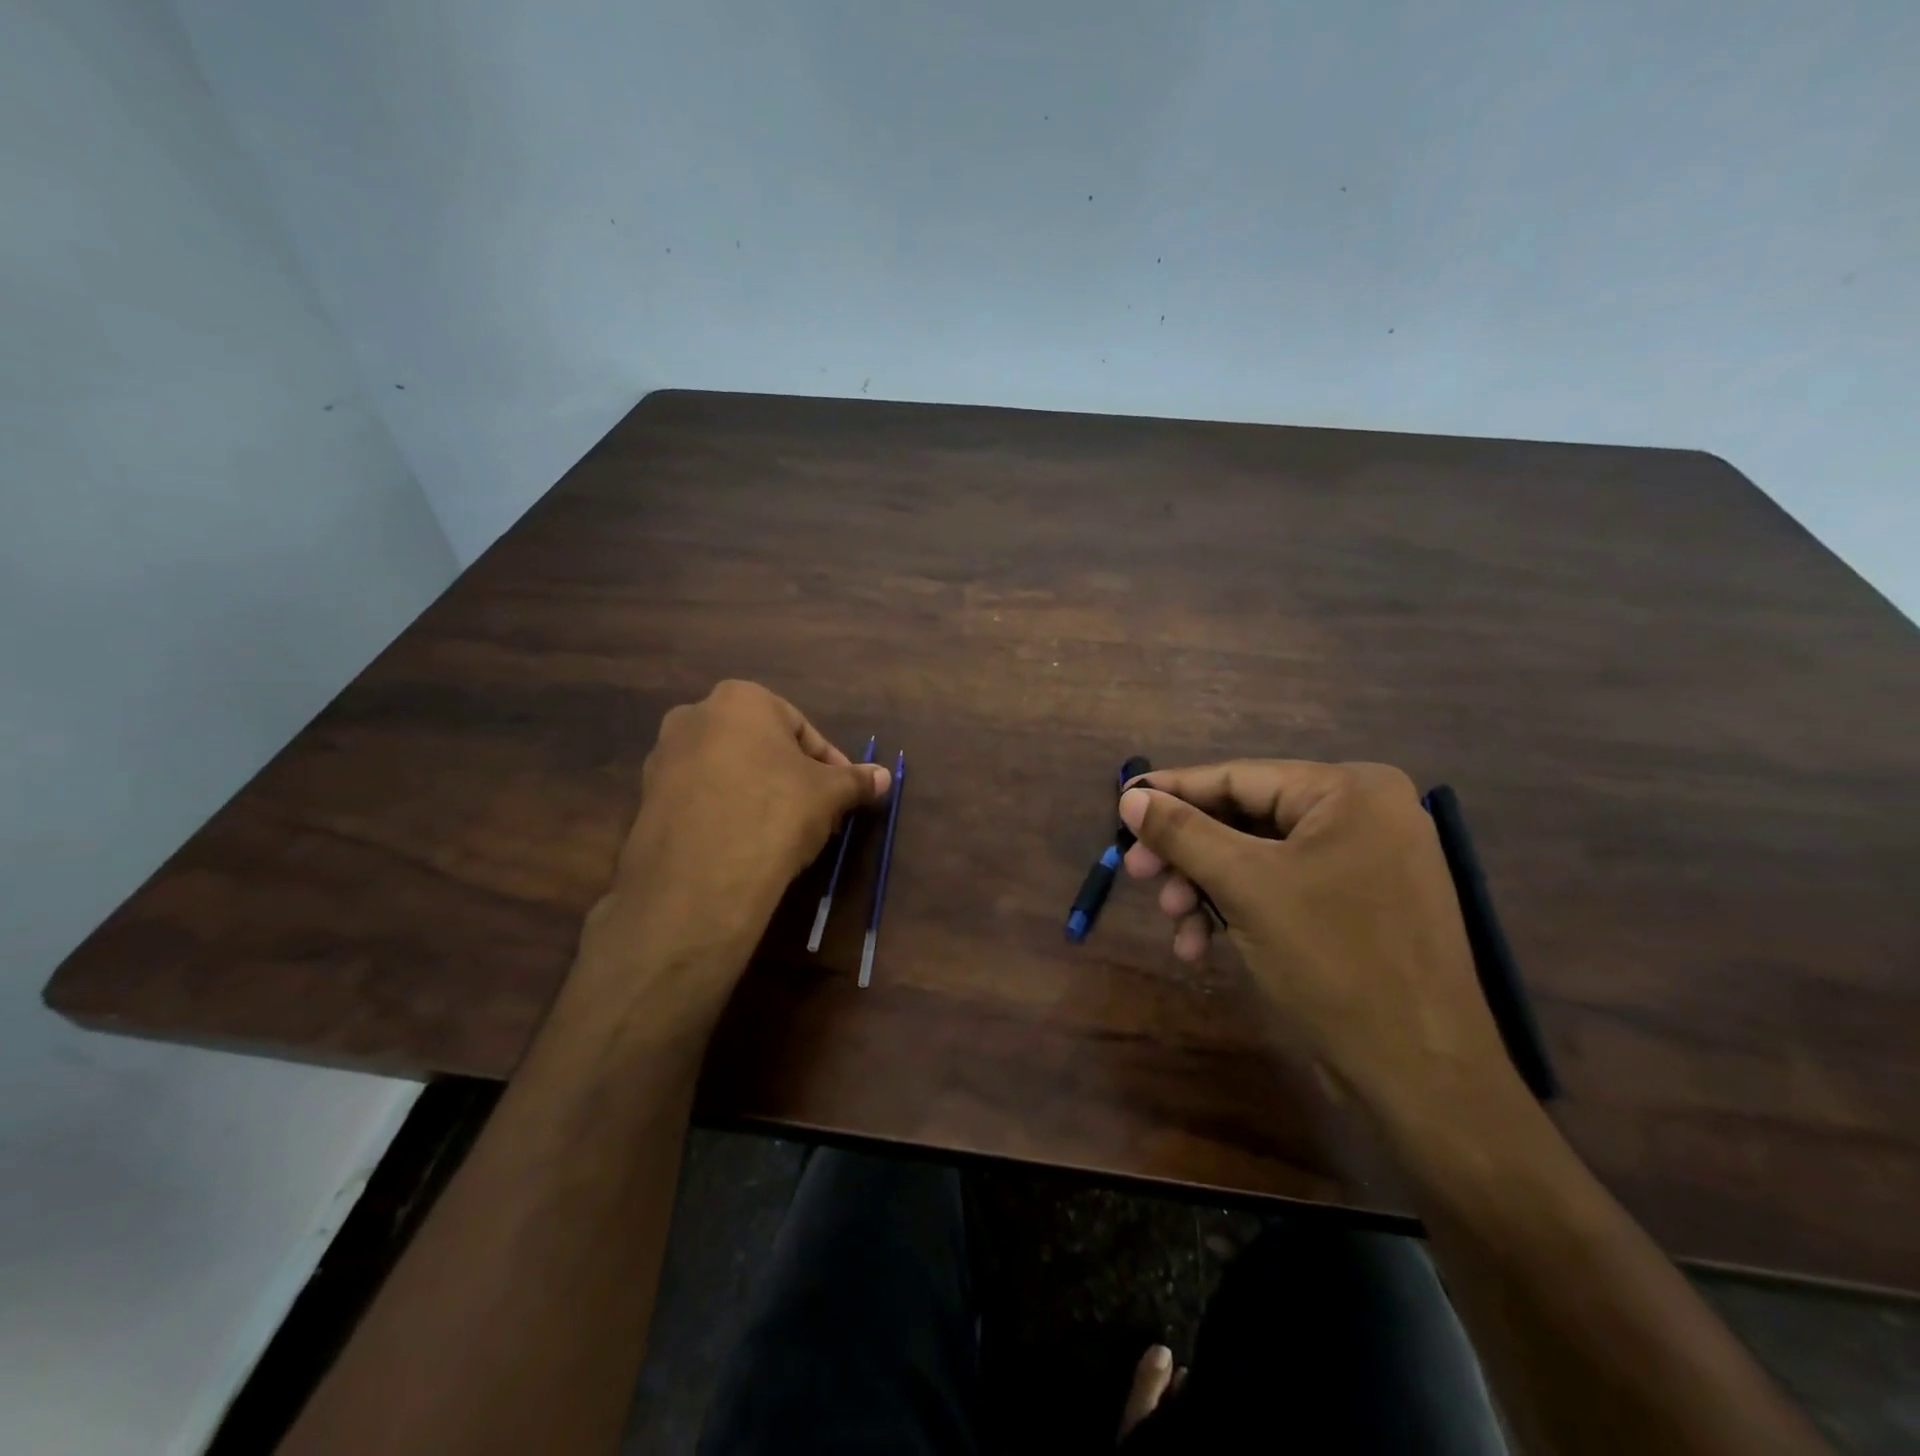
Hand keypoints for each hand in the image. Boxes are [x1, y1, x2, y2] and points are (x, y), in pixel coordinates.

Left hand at [582, 682, 889, 985]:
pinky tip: (748, 845)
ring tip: (786, 834)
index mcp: (740, 699)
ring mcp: (664, 758)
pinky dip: (728, 812)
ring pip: (730, 772)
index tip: (844, 794)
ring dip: (761, 794)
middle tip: (819, 814)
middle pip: (762, 747)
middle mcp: (694, 716)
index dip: (830, 764)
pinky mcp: (647, 799)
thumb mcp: (829, 794)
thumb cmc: (775, 812)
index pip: (801, 729)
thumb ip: (856, 780)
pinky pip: (702, 798)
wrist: (701, 878)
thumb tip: (884, 777)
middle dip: (793, 778)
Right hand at [1118, 761, 1519, 1120]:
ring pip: (1257, 858)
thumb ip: (1183, 834)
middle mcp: (1363, 815)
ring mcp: (1365, 862)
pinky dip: (1238, 910)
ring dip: (1206, 888)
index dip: (1173, 791)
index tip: (1122, 804)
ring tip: (1173, 921)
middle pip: (1245, 819)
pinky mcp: (1359, 906)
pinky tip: (1201, 945)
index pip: (1239, 778)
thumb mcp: (1245, 886)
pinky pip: (1282, 889)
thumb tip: (1131, 798)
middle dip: (1188, 853)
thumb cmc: (1333, 961)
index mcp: (1350, 791)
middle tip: (1136, 873)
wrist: (1421, 1076)